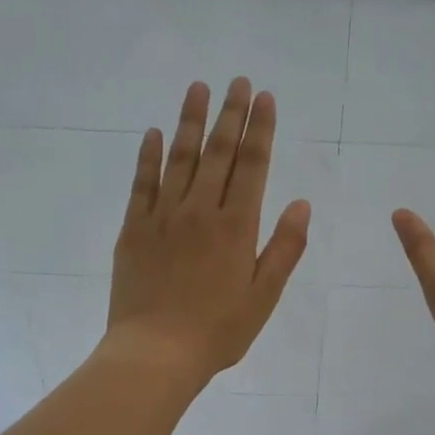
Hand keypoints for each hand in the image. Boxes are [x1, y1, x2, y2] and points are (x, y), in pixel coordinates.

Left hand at [104, 78, 311, 387]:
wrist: (156, 353)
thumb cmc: (218, 331)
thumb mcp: (264, 296)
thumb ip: (284, 248)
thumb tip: (301, 203)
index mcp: (236, 227)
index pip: (252, 166)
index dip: (260, 130)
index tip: (264, 98)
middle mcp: (200, 211)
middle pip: (218, 153)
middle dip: (230, 114)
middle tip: (237, 82)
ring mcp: (163, 217)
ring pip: (179, 159)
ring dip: (190, 121)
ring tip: (197, 88)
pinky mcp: (134, 230)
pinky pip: (141, 183)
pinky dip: (148, 156)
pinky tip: (154, 133)